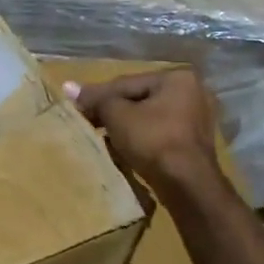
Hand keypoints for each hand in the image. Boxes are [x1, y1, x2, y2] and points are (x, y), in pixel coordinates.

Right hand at [63, 69, 220, 196]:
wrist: (188, 185)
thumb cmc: (153, 140)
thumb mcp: (117, 115)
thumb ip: (96, 99)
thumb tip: (67, 86)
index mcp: (177, 78)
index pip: (126, 83)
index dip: (98, 95)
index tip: (76, 107)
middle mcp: (192, 93)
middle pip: (139, 99)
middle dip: (113, 111)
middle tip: (87, 122)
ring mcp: (197, 119)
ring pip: (149, 118)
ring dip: (125, 126)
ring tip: (101, 136)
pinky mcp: (194, 144)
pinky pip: (159, 134)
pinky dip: (141, 139)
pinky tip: (123, 149)